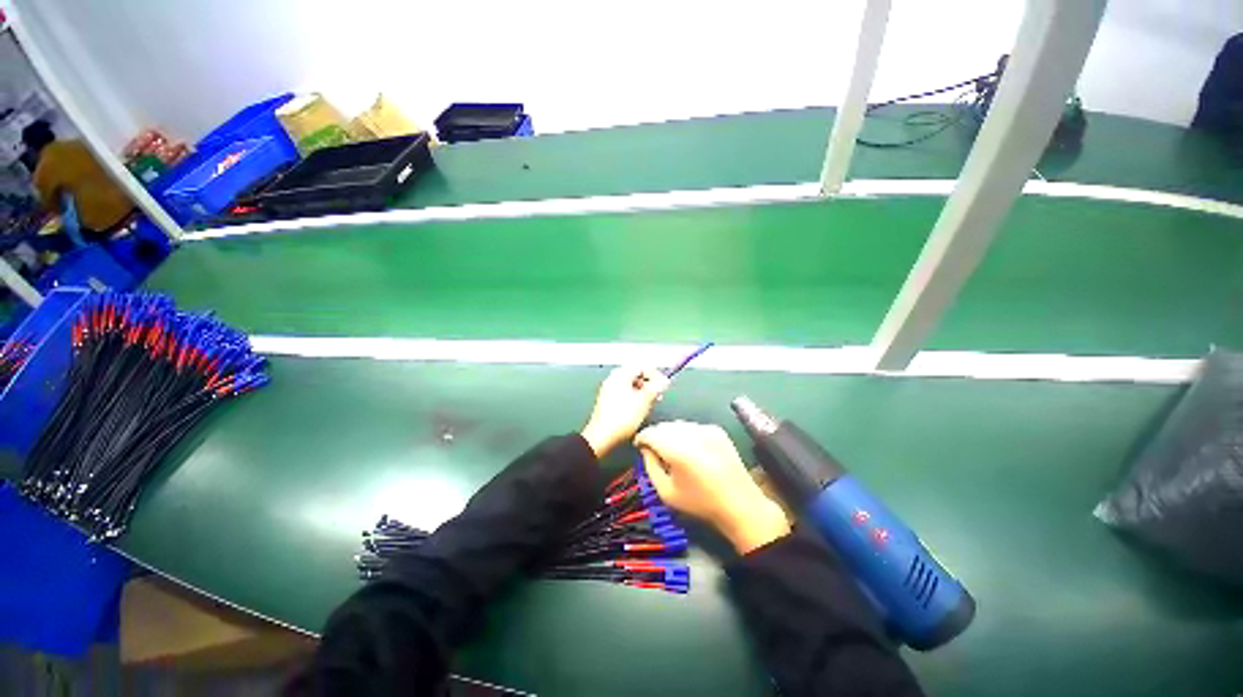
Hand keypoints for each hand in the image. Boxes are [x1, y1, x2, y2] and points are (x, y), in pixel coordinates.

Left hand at [580, 366, 668, 458]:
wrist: (602, 436)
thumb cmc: (622, 417)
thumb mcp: (645, 400)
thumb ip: (657, 387)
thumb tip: (665, 380)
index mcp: (620, 375)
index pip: (641, 366)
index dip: (655, 374)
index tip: (664, 384)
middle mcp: (613, 379)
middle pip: (636, 376)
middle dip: (650, 384)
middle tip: (659, 395)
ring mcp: (609, 391)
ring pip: (631, 386)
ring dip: (644, 393)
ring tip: (651, 404)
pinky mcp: (608, 402)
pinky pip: (625, 395)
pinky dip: (635, 399)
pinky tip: (640, 410)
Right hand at [635, 421, 790, 553]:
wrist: (739, 503)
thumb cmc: (699, 502)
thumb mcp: (666, 492)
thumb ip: (651, 466)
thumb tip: (646, 448)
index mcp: (677, 450)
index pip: (650, 432)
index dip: (641, 438)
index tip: (639, 446)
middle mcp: (691, 434)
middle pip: (663, 426)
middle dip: (655, 435)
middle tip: (654, 450)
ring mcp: (706, 429)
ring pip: (678, 424)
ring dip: (670, 433)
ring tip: (673, 450)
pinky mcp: (717, 429)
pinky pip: (692, 426)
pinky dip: (686, 434)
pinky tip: (691, 449)